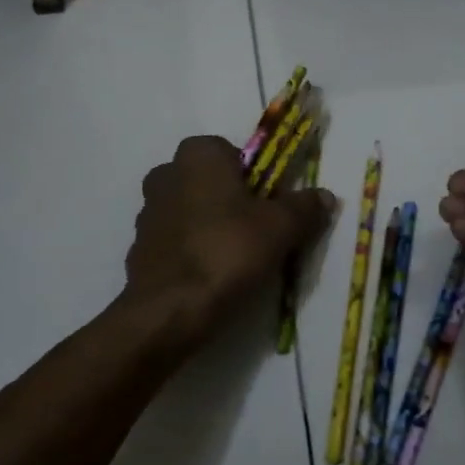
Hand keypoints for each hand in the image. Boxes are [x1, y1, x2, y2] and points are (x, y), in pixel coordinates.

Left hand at [125, 135, 336, 347]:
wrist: (169, 311)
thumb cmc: (227, 252)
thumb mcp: (280, 228)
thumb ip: (304, 207)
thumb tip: (325, 196)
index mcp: (198, 154)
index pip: (233, 152)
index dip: (256, 178)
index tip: (271, 207)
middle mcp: (166, 173)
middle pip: (211, 182)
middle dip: (232, 202)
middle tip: (258, 233)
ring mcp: (147, 211)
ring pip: (192, 211)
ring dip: (212, 227)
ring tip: (237, 260)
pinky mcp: (139, 247)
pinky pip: (177, 241)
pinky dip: (193, 252)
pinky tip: (211, 277)